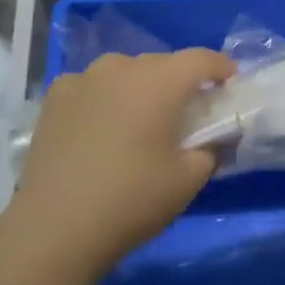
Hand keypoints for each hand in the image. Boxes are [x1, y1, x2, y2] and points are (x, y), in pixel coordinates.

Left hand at [11, 48, 235, 273]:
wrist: (57, 226)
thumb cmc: (133, 198)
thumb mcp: (189, 179)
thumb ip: (211, 149)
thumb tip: (213, 139)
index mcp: (160, 81)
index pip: (201, 59)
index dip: (221, 67)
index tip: (230, 83)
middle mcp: (121, 68)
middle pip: (162, 63)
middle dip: (179, 81)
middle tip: (187, 110)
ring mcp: (83, 79)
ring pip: (124, 72)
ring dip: (139, 87)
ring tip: (140, 117)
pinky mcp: (54, 98)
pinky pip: (91, 86)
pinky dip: (104, 97)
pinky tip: (102, 125)